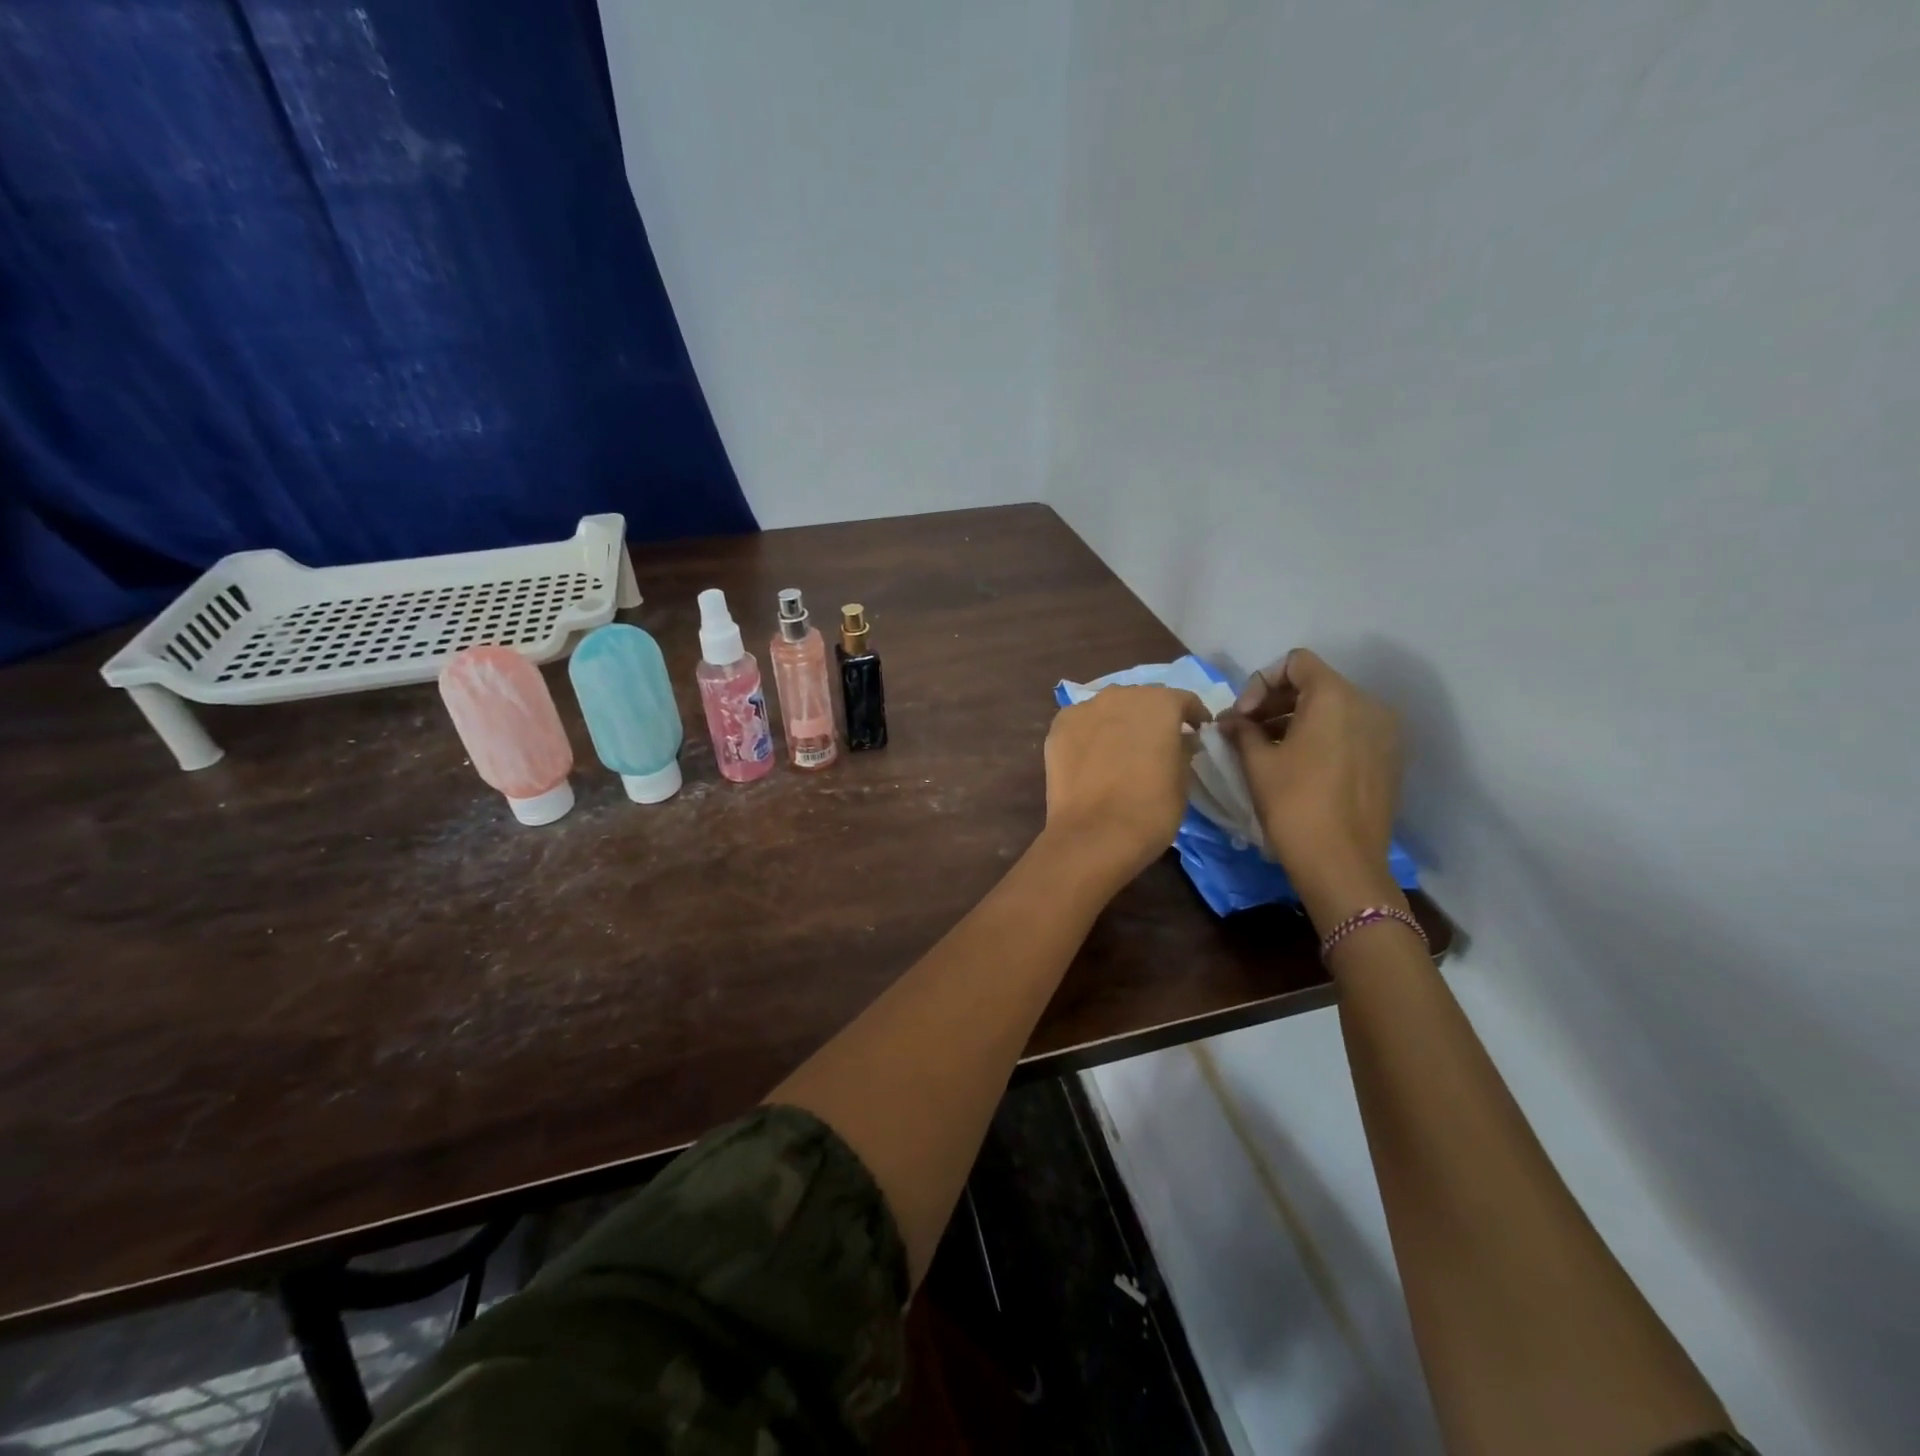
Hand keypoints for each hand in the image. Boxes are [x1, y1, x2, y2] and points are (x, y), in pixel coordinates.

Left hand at [1042, 685, 1207, 886]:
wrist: (1094, 834)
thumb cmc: (1151, 808)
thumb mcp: (1182, 779)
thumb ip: (1182, 749)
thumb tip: (1180, 740)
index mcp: (1159, 702)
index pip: (1183, 700)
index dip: (1193, 715)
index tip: (1198, 731)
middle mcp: (1120, 695)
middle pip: (1141, 698)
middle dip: (1152, 715)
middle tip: (1158, 740)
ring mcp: (1084, 709)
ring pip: (1109, 707)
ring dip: (1119, 720)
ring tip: (1123, 747)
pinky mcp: (1058, 728)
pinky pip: (1082, 723)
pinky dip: (1091, 733)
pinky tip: (1094, 754)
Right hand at [1219, 650, 1402, 926]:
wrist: (1342, 864)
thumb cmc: (1294, 805)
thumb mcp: (1257, 763)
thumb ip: (1242, 729)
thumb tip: (1231, 719)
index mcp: (1335, 697)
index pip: (1295, 663)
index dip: (1261, 682)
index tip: (1243, 715)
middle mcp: (1367, 705)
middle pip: (1315, 683)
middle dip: (1275, 701)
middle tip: (1246, 730)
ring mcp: (1384, 732)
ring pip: (1333, 708)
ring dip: (1295, 718)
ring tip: (1266, 748)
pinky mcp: (1389, 758)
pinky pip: (1349, 730)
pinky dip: (1320, 736)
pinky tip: (1297, 764)